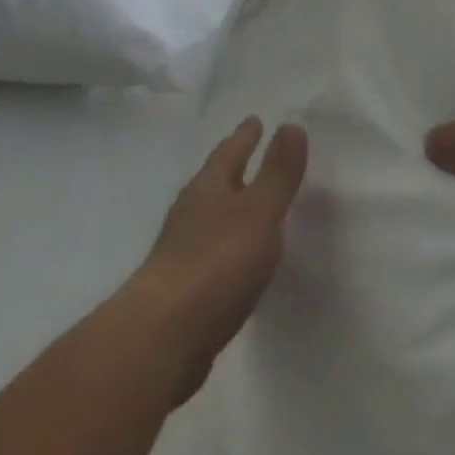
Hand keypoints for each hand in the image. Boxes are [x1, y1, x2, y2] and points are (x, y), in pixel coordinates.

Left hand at [127, 117, 308, 400]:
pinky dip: (225, 241)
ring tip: (246, 201)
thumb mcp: (259, 212)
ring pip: (209, 215)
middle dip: (232, 166)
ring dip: (228, 204)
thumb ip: (277, 173)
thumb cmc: (217, 263)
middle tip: (249, 151)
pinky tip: (235, 256)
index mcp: (208, 189)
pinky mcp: (182, 286)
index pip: (229, 153)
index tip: (254, 119)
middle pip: (214, 181)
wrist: (164, 335)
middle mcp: (190, 213)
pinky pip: (210, 250)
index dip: (244, 136)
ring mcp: (181, 250)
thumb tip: (290, 125)